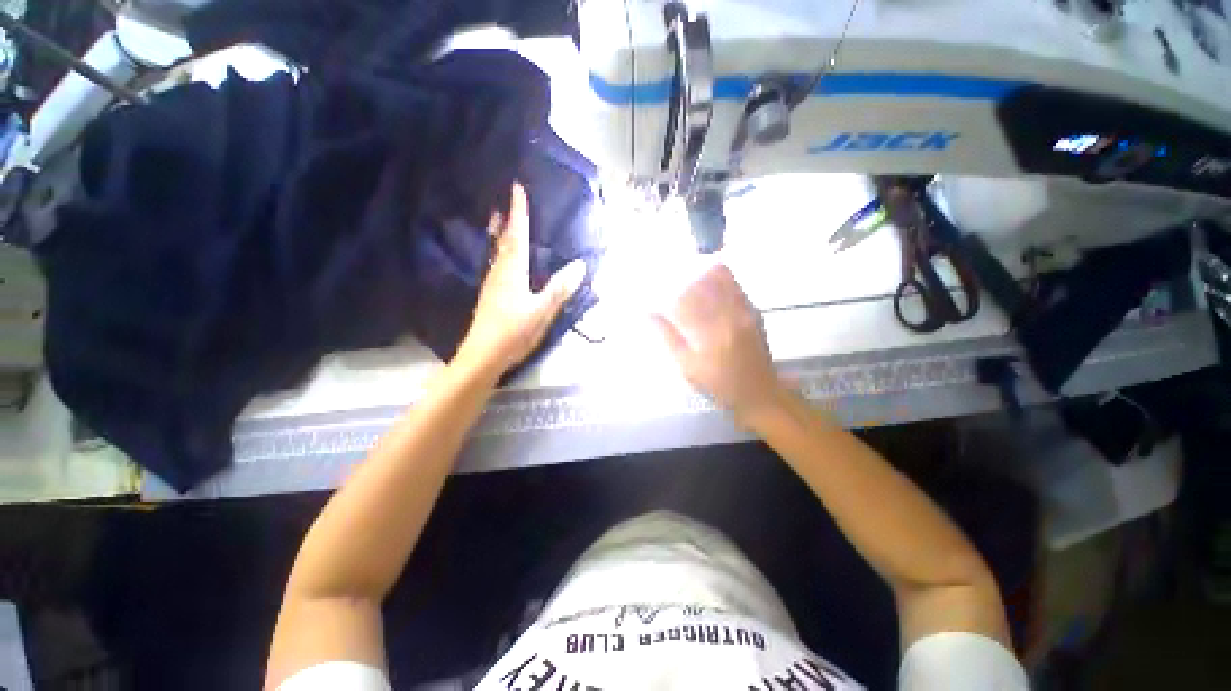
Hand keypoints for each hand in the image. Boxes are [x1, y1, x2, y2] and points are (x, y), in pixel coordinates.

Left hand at [455, 183, 585, 378]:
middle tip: (506, 201)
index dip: (519, 212)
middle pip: (503, 241)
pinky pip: (497, 266)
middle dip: (506, 219)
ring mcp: (492, 285)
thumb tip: (580, 265)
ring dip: (500, 234)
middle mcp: (499, 273)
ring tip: (501, 222)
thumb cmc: (514, 332)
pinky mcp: (490, 297)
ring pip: (497, 253)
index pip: (517, 236)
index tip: (517, 188)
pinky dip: (500, 253)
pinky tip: (503, 260)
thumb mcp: (542, 311)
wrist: (483, 356)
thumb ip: (560, 288)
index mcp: (512, 272)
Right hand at [652, 263, 785, 422]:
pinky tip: (711, 286)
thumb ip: (669, 338)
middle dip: (687, 283)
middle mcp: (729, 315)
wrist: (759, 393)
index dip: (672, 296)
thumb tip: (650, 314)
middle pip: (704, 285)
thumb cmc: (719, 384)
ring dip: (703, 278)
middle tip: (675, 286)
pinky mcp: (754, 312)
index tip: (663, 296)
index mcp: (711, 330)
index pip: (687, 299)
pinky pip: (735, 287)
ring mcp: (745, 311)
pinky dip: (721, 281)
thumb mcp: (688, 366)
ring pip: (722, 281)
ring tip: (692, 284)